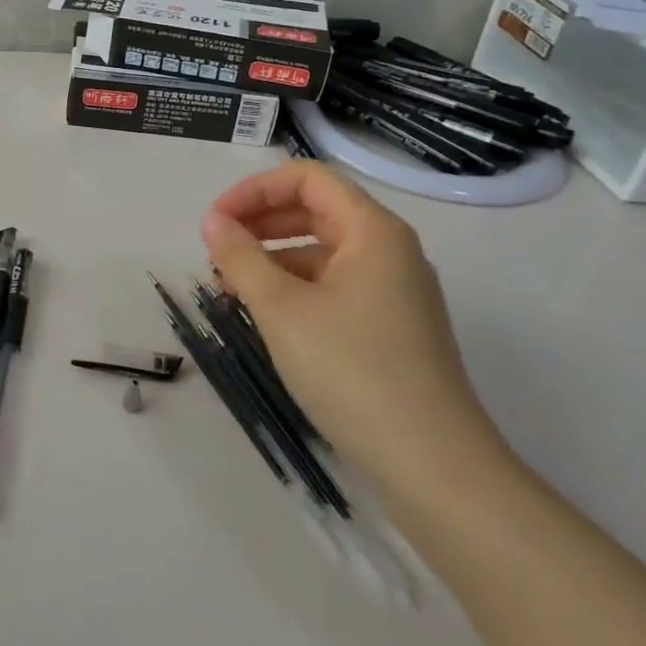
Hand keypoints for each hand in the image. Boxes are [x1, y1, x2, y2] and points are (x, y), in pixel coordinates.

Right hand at [201, 161, 508, 506]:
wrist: (433, 465)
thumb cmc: (351, 370)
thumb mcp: (281, 308)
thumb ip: (240, 257)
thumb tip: (213, 222)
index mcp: (373, 231)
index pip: (307, 179)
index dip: (255, 190)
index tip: (216, 222)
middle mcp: (390, 251)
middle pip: (316, 210)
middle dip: (260, 221)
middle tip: (217, 250)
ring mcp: (395, 291)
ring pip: (323, 250)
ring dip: (273, 257)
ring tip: (232, 287)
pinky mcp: (392, 327)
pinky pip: (335, 285)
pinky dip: (295, 287)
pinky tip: (266, 315)